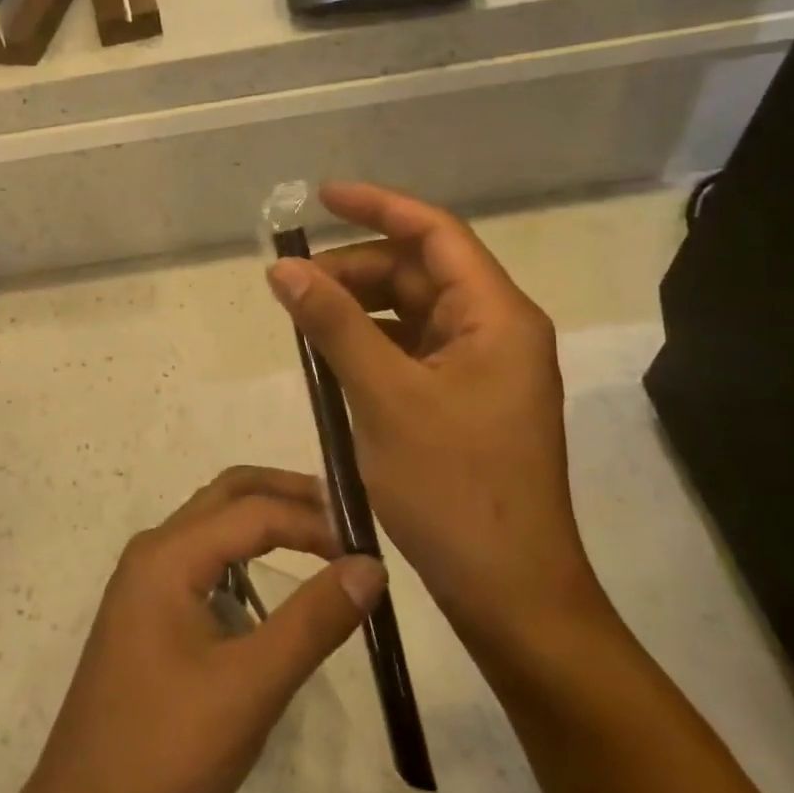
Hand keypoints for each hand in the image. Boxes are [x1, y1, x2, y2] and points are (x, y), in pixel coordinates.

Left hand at [0, 467, 384, 792]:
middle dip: (285, 494)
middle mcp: (152, 551)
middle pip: (226, 495)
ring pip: (211, 525)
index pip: (253, 511)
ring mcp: (143, 580)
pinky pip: (199, 559)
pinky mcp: (144, 610)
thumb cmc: (168, 748)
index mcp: (169, 555)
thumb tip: (370, 565)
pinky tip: (266, 589)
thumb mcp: (252, 686)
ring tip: (317, 540)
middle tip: (343, 513)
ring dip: (262, 520)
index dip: (313, 520)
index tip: (366, 546)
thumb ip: (313, 621)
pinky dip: (240, 554)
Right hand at [266, 182, 608, 661]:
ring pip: (412, 312)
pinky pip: (411, 350)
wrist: (510, 594)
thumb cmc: (454, 489)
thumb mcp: (384, 397)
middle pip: (420, 273)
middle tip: (294, 285)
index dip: (378, 206)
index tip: (321, 198)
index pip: (435, 233)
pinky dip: (371, 344)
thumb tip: (283, 269)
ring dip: (359, 307)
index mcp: (496, 316)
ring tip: (304, 320)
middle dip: (356, 268)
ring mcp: (481, 368)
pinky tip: (331, 358)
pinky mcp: (464, 400)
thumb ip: (333, 325)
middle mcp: (495, 331)